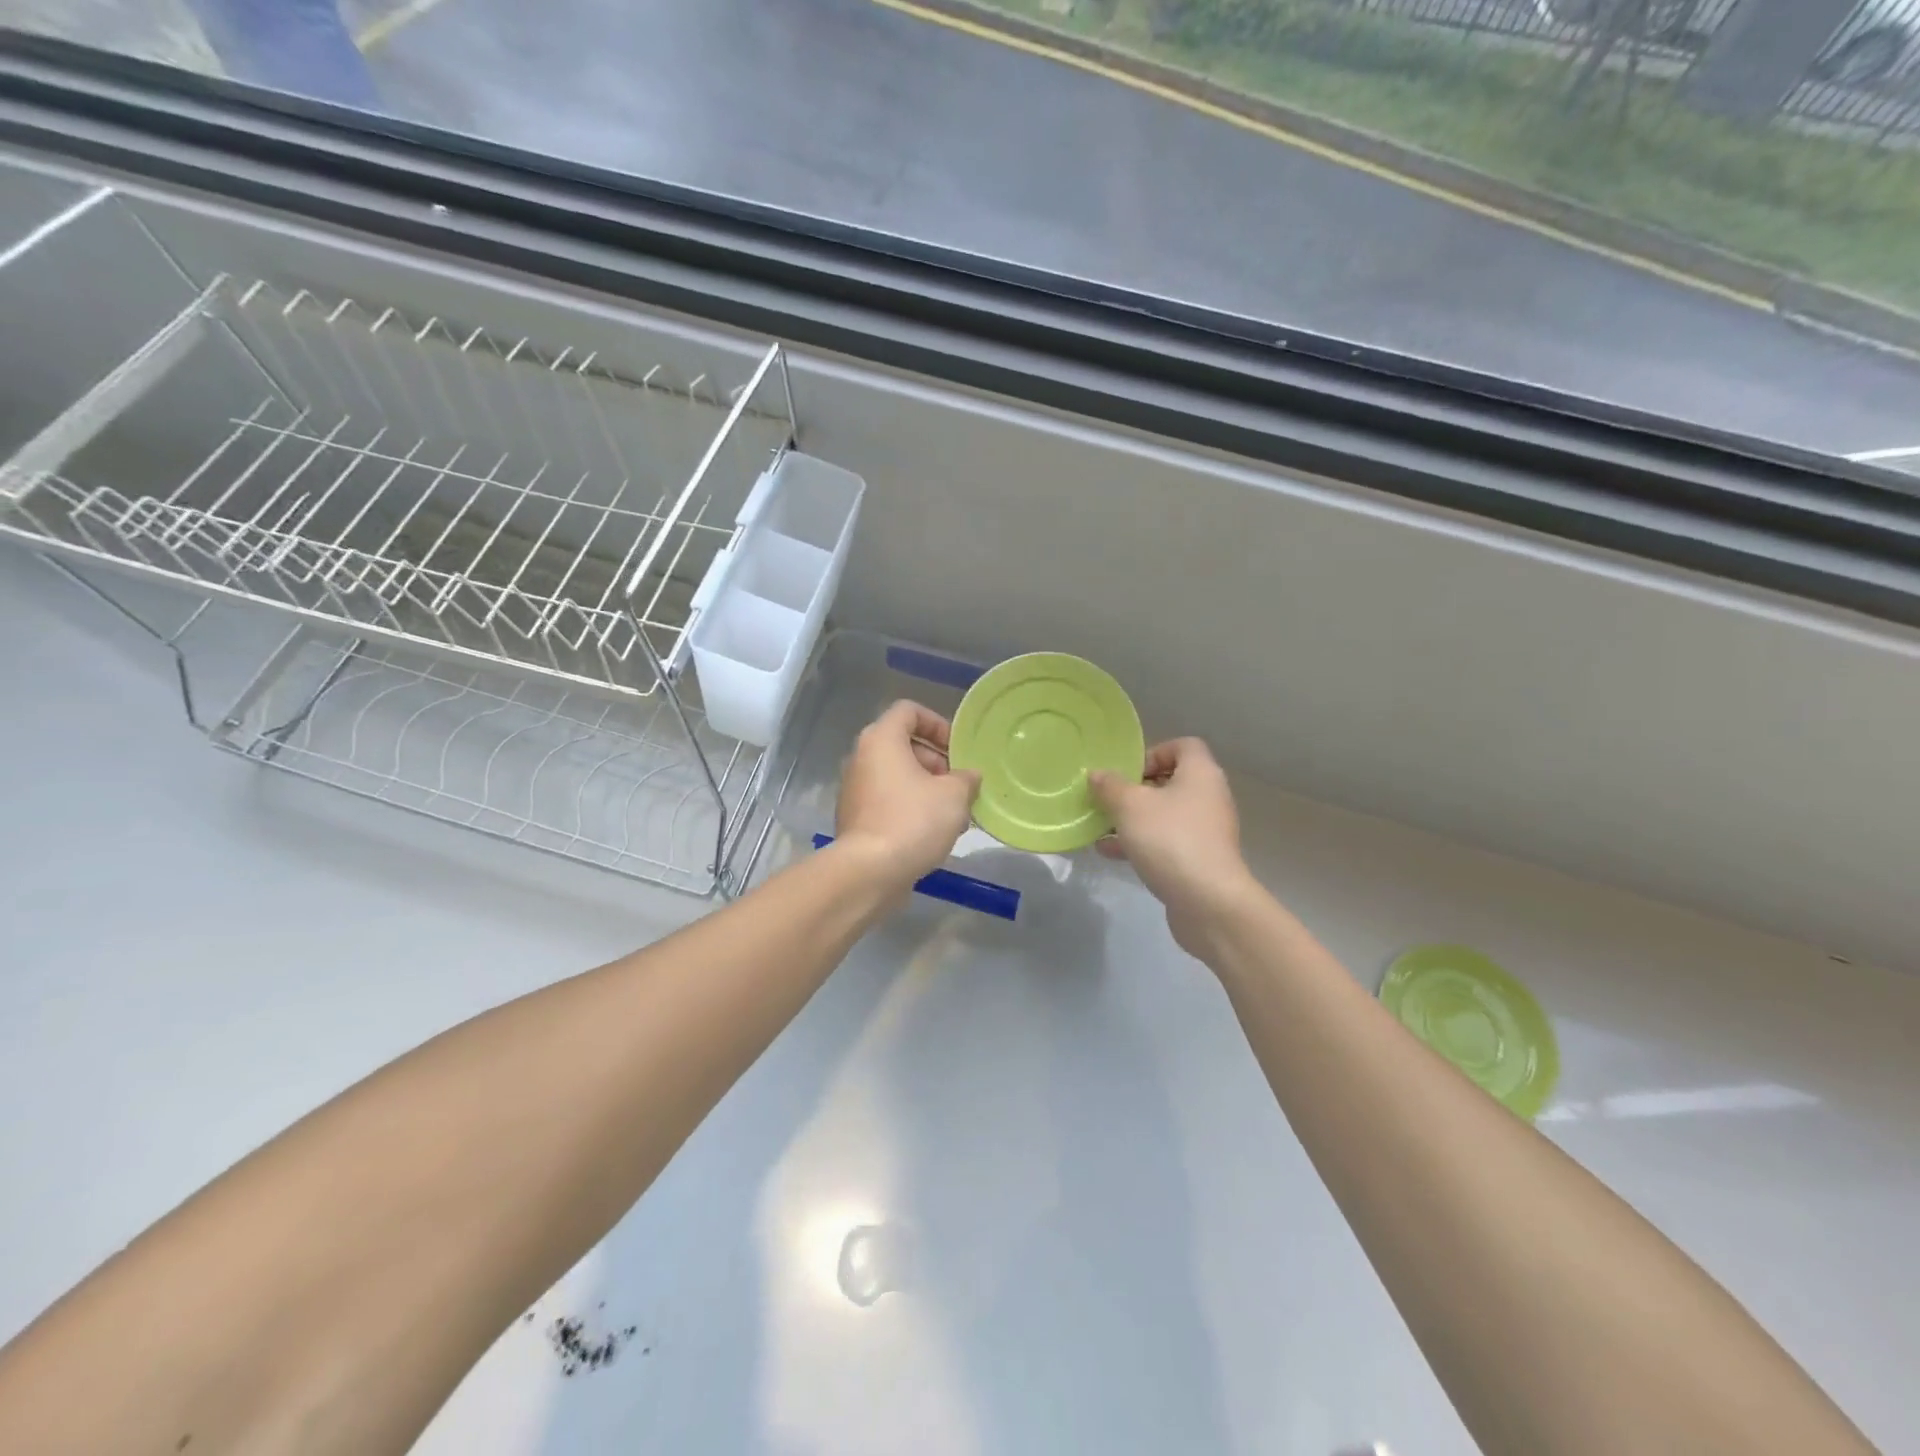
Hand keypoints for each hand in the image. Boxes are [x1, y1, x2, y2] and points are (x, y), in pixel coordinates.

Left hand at [835, 701, 980, 886]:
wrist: (869, 871)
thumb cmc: (913, 820)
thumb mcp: (954, 795)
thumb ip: (966, 778)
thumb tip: (969, 776)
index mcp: (881, 739)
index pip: (909, 711)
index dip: (937, 723)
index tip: (957, 749)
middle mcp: (862, 758)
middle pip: (903, 745)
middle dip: (937, 762)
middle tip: (960, 786)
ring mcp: (855, 790)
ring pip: (897, 777)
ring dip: (927, 789)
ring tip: (954, 815)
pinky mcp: (855, 818)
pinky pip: (888, 801)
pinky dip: (910, 808)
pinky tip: (933, 834)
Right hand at [1090, 739, 1258, 957]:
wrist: (1208, 902)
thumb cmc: (1169, 839)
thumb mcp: (1130, 806)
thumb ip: (1110, 786)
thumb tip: (1097, 774)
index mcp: (1200, 774)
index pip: (1184, 746)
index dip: (1154, 753)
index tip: (1127, 772)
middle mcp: (1209, 797)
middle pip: (1171, 781)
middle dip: (1136, 789)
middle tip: (1109, 799)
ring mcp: (1206, 831)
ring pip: (1165, 815)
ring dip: (1133, 819)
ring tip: (1101, 826)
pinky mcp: (1199, 860)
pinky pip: (1166, 842)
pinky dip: (1140, 843)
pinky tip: (1108, 852)